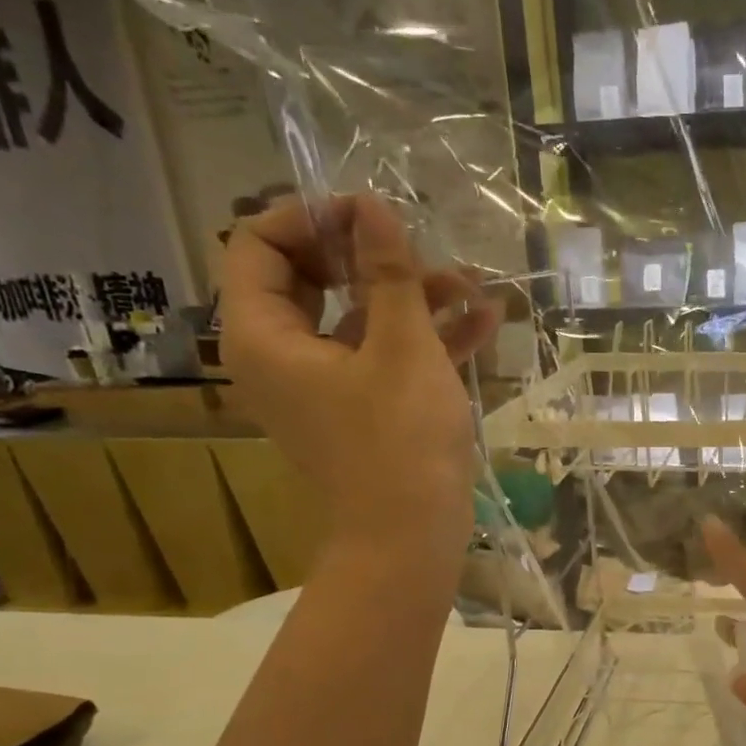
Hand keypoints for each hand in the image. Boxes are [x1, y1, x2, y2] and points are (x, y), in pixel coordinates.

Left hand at [221, 194, 498, 555]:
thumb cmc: (399, 441)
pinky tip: (485, 320)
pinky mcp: (364, 407)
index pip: (261, 243)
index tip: (372, 215)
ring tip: (474, 284)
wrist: (410, 539)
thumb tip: (373, 207)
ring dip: (414, 296)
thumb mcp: (401, 348)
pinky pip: (385, 356)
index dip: (313, 217)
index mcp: (264, 334)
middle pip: (312, 276)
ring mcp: (326, 383)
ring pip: (359, 316)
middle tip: (419, 247)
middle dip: (373, 256)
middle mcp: (284, 353)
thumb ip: (388, 273)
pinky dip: (426, 337)